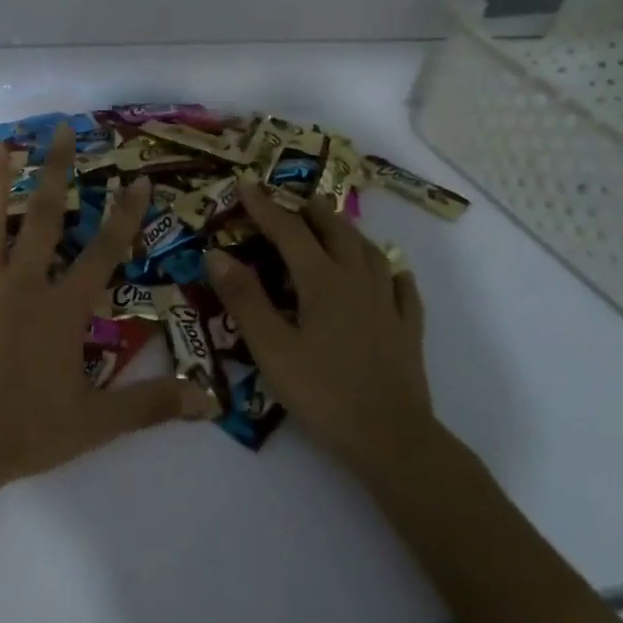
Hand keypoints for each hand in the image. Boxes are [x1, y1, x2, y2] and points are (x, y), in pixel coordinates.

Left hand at [0, 126, 210, 493]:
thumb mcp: (96, 423)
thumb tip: (206, 401)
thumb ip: (149, 405)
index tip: (135, 179)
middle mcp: (22, 285)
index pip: (103, 253)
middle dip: (55, 172)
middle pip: (42, 219)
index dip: (124, 216)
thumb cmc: (26, 431)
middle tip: (58, 129)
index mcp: (61, 308)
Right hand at [207, 181, 436, 478]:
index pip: (289, 231)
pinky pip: (401, 287)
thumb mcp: (271, 348)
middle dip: (311, 210)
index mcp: (322, 281)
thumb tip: (216, 253)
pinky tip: (391, 271)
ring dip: (348, 232)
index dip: (265, 207)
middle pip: (335, 231)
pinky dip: (390, 270)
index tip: (246, 184)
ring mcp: (388, 303)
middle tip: (294, 199)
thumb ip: (244, 298)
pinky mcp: (407, 329)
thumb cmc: (322, 392)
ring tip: (334, 226)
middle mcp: (357, 280)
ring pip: (369, 252)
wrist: (391, 437)